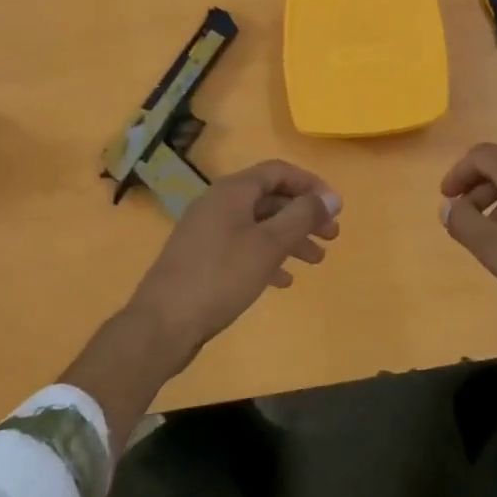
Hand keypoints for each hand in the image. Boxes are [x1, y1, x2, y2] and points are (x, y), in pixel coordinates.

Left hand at [124, 159, 341, 369]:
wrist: (162, 324)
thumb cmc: (220, 277)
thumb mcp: (269, 245)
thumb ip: (302, 217)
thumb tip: (331, 196)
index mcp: (232, 191)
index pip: (278, 172)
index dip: (309, 184)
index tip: (334, 207)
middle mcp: (218, 204)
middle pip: (269, 198)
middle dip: (303, 215)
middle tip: (331, 237)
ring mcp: (207, 231)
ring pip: (258, 225)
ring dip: (289, 238)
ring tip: (316, 261)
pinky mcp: (202, 259)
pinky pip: (242, 247)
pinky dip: (267, 257)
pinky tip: (283, 280)